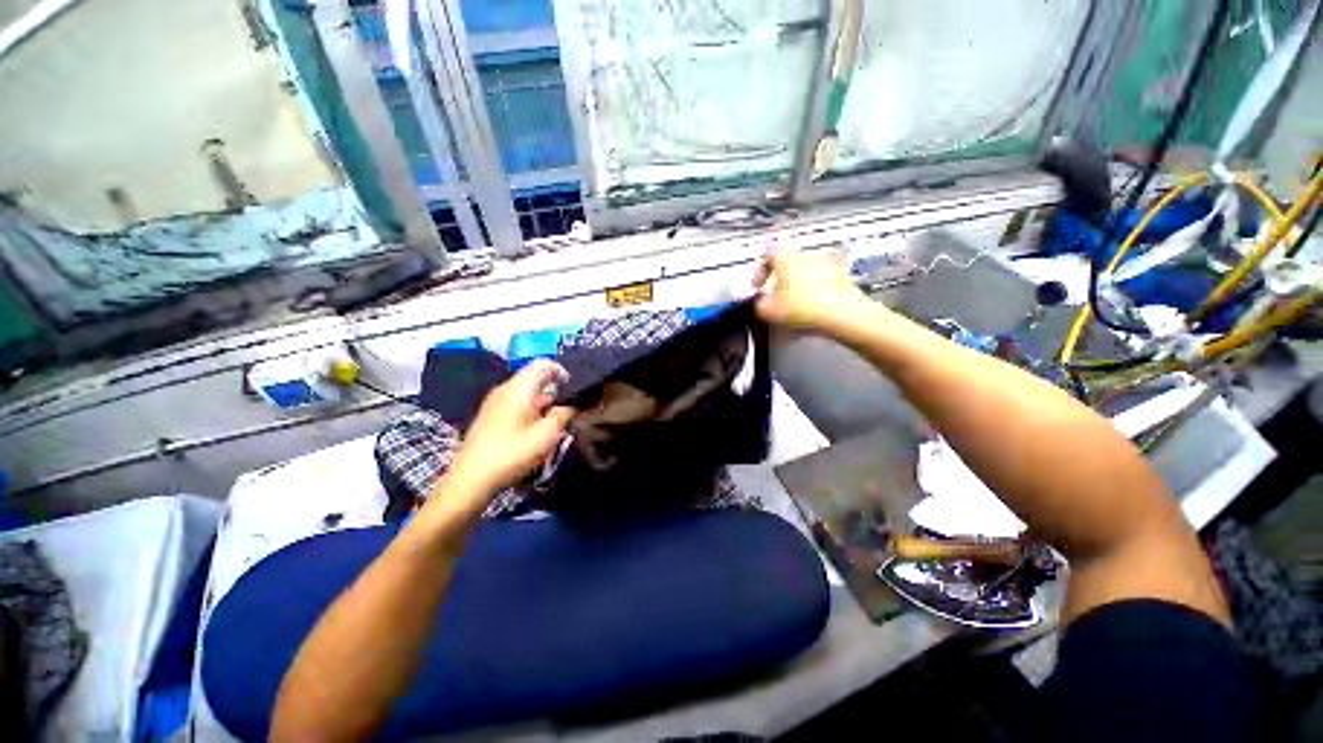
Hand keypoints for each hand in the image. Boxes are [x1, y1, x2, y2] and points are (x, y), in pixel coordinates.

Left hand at [441, 359, 575, 509]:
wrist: (471, 480)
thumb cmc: (512, 453)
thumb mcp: (547, 434)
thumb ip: (564, 414)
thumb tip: (572, 405)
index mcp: (519, 388)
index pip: (543, 364)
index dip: (562, 372)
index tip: (574, 390)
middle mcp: (505, 389)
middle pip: (536, 380)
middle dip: (556, 393)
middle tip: (569, 412)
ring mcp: (495, 403)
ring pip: (527, 394)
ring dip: (544, 405)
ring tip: (555, 426)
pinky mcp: (491, 417)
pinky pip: (517, 405)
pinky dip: (531, 412)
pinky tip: (536, 433)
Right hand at [753, 243, 868, 331]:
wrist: (842, 313)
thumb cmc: (802, 307)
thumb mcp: (770, 311)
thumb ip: (759, 304)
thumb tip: (760, 303)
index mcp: (785, 258)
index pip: (767, 254)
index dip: (760, 271)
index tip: (758, 287)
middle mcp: (805, 254)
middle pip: (787, 263)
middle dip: (780, 281)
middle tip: (777, 299)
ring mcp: (826, 262)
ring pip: (805, 272)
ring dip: (798, 286)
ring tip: (796, 306)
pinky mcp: (842, 274)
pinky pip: (822, 281)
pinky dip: (815, 291)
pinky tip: (813, 309)